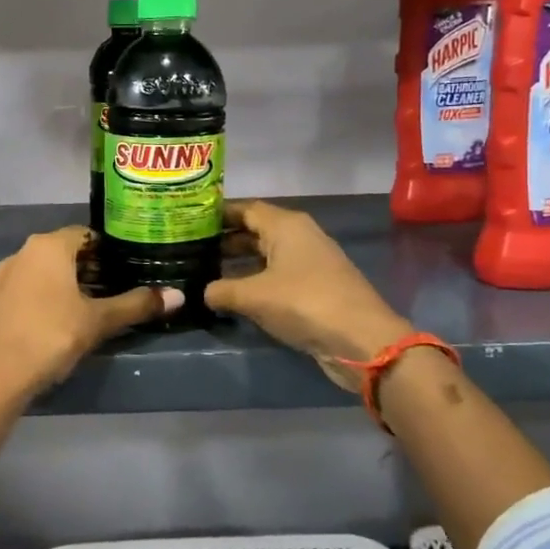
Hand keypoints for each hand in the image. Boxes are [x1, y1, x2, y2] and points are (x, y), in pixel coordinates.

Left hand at [0, 228, 180, 397]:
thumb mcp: (98, 321)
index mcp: (48, 247)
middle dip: (82, 270)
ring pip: (34, 275)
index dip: (105, 251)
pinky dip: (30, 306)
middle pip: (59, 254)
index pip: (84, 234)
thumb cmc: (52, 335)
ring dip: (54, 287)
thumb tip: (178, 295)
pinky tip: (41, 329)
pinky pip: (15, 298)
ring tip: (76, 313)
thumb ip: (135, 305)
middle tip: (105, 294)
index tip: (121, 271)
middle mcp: (19, 254)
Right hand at [205, 199, 410, 391]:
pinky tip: (234, 295)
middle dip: (224, 239)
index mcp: (286, 225)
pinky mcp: (315, 287)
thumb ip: (221, 290)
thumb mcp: (253, 296)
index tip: (189, 222)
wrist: (361, 339)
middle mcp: (299, 236)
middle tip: (191, 249)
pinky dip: (256, 280)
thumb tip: (202, 292)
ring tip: (206, 272)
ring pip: (266, 254)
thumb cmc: (303, 303)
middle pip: (255, 230)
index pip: (245, 209)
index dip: (217, 214)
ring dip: (239, 262)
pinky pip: (277, 275)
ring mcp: (310, 262)